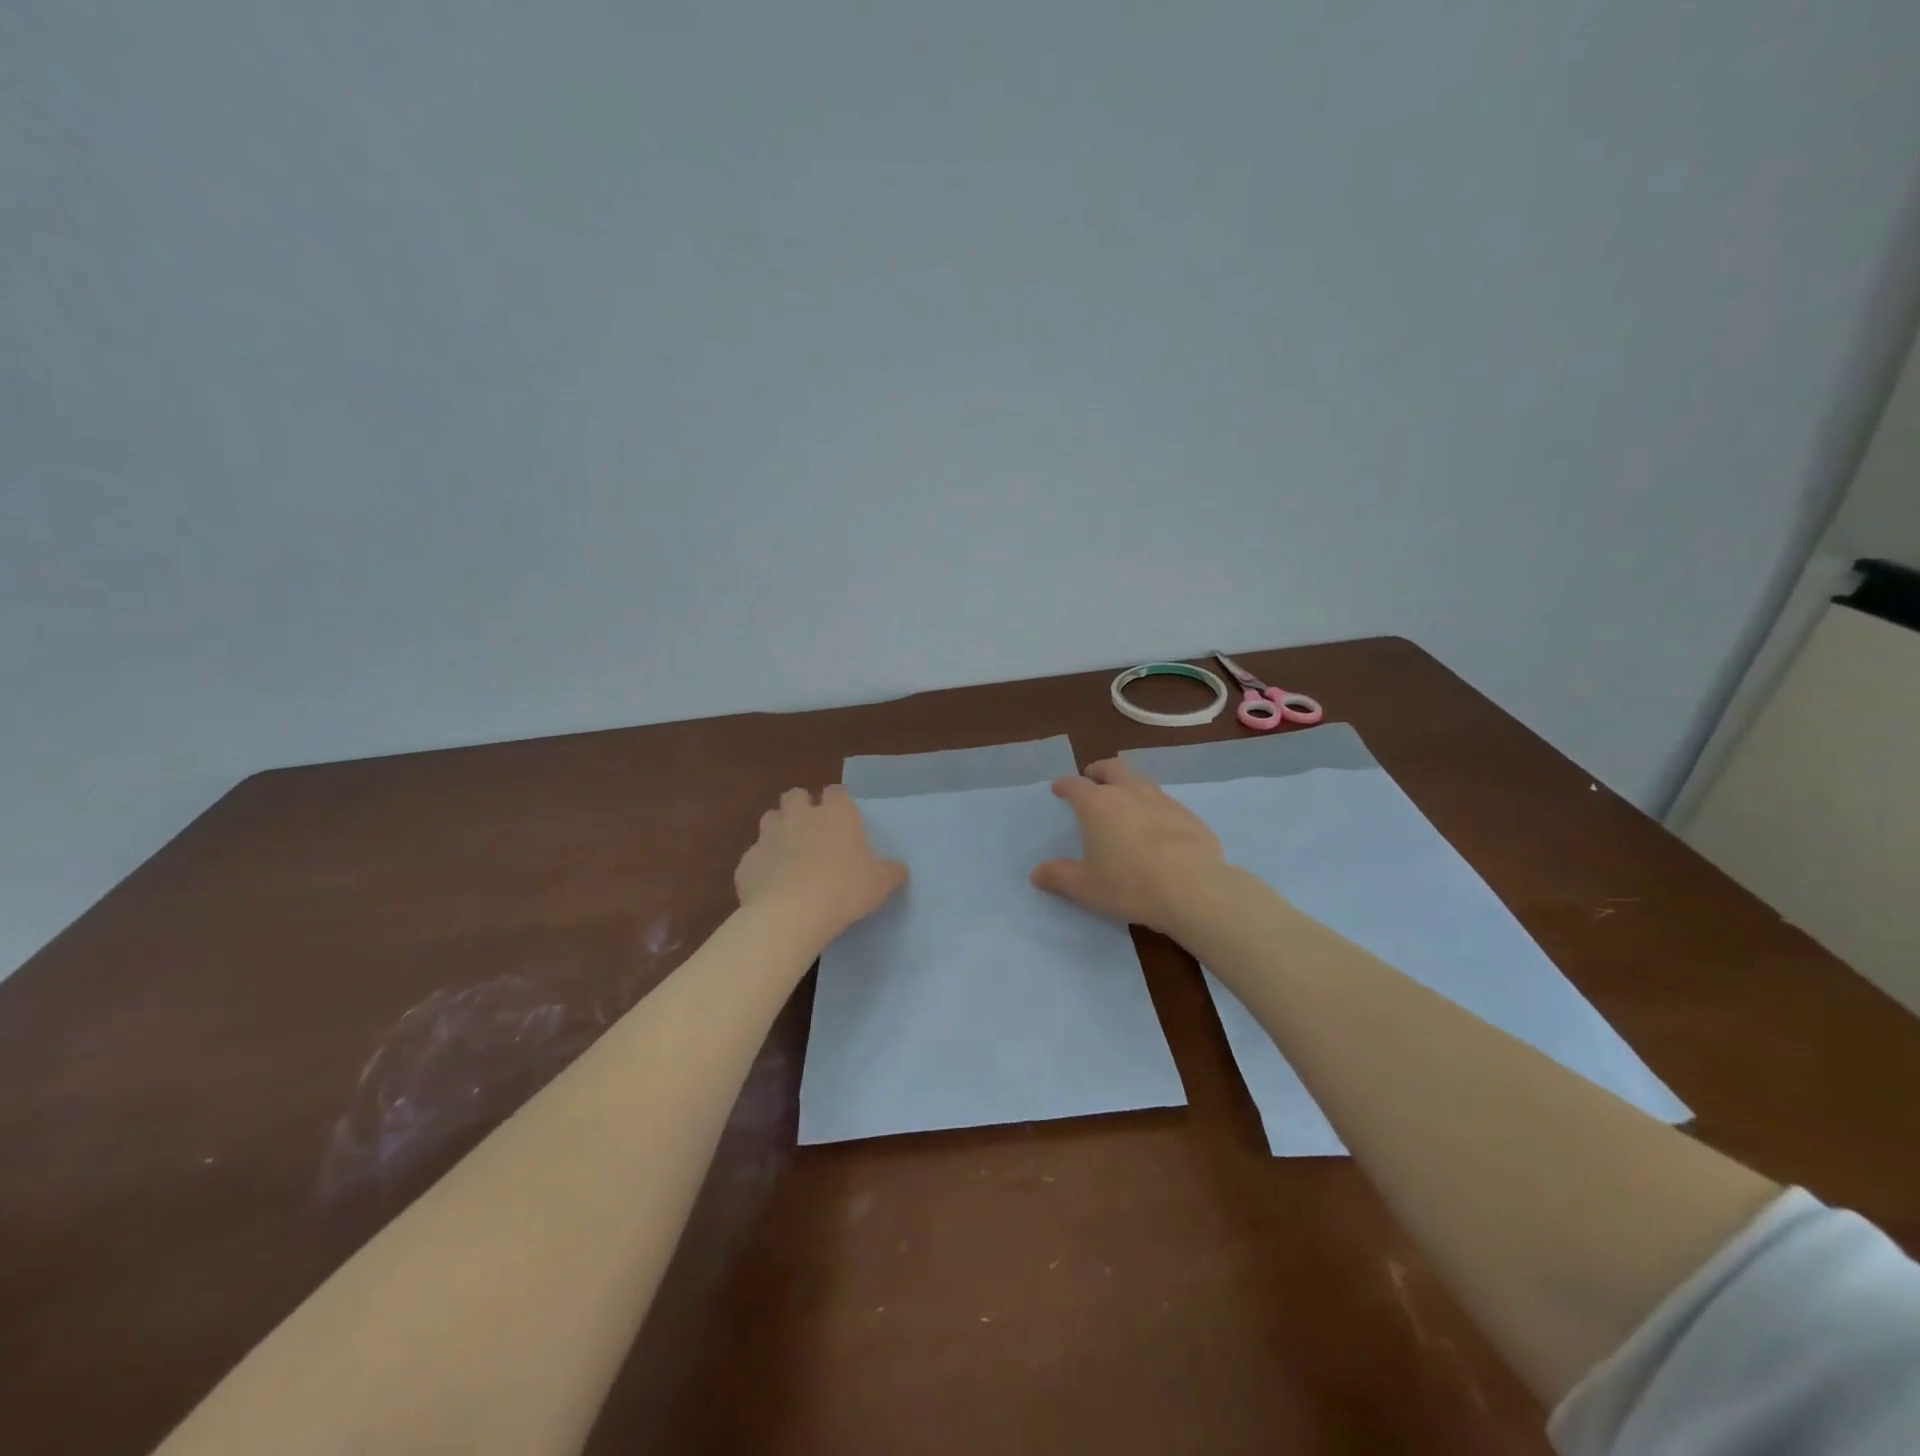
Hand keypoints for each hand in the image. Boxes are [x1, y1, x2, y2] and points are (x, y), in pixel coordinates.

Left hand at [735, 785, 906, 943]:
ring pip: (770, 819)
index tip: (843, 817)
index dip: (838, 801)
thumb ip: (891, 871)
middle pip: (796, 795)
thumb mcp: (881, 883)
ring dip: (778, 830)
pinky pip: (755, 856)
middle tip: (812, 830)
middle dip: (801, 806)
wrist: (791, 914)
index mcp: (836, 814)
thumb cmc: (844, 890)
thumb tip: (898, 869)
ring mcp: (769, 836)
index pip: (836, 792)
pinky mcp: (747, 861)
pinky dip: (762, 864)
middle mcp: (800, 816)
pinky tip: (771, 884)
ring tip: (789, 853)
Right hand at [1031, 759, 1227, 932]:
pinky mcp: (1189, 815)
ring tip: (1124, 804)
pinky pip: (1165, 803)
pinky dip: (1153, 808)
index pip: (1075, 785)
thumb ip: (1059, 877)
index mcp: (1098, 804)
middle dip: (1098, 770)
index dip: (1064, 785)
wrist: (1194, 890)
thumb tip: (1037, 873)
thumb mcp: (1086, 887)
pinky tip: (1156, 829)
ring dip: (1128, 786)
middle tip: (1092, 779)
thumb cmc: (1130, 885)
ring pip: (1141, 781)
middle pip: (1112, 767)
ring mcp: (1163, 800)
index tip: (1059, 789)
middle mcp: (1129, 793)